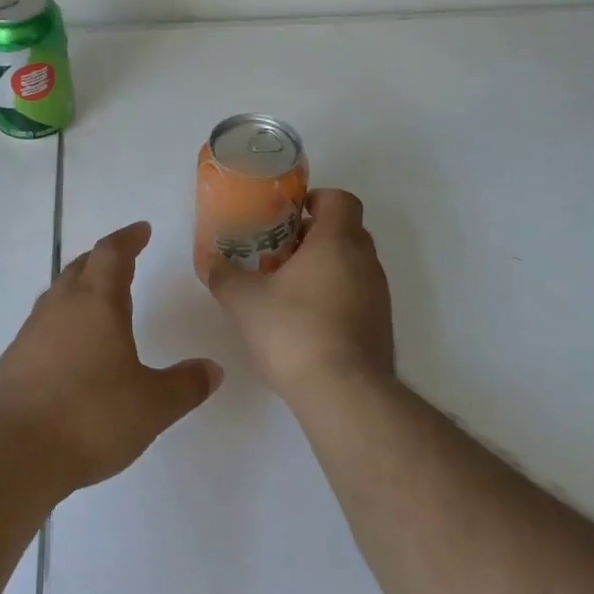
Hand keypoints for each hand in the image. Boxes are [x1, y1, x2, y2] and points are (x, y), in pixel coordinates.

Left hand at [0, 221, 222, 494]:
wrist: (10, 453)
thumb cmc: (89, 418)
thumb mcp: (151, 406)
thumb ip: (185, 385)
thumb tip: (213, 369)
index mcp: (97, 303)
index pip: (112, 254)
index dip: (128, 238)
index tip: (142, 230)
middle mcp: (61, 307)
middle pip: (81, 267)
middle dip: (103, 258)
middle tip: (123, 260)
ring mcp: (31, 332)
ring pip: (58, 294)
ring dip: (80, 287)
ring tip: (98, 300)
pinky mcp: (13, 360)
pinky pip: (43, 324)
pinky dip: (63, 321)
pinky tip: (71, 348)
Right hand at [207, 188, 394, 403]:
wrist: (345, 394)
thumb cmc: (294, 331)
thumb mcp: (244, 301)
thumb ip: (225, 276)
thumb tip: (212, 263)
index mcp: (338, 241)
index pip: (340, 199)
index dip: (316, 199)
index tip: (289, 216)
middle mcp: (366, 262)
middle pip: (346, 231)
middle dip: (313, 237)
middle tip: (278, 253)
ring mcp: (379, 296)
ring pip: (353, 266)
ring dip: (324, 269)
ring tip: (287, 290)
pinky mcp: (381, 327)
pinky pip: (358, 296)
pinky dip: (336, 297)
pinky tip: (306, 323)